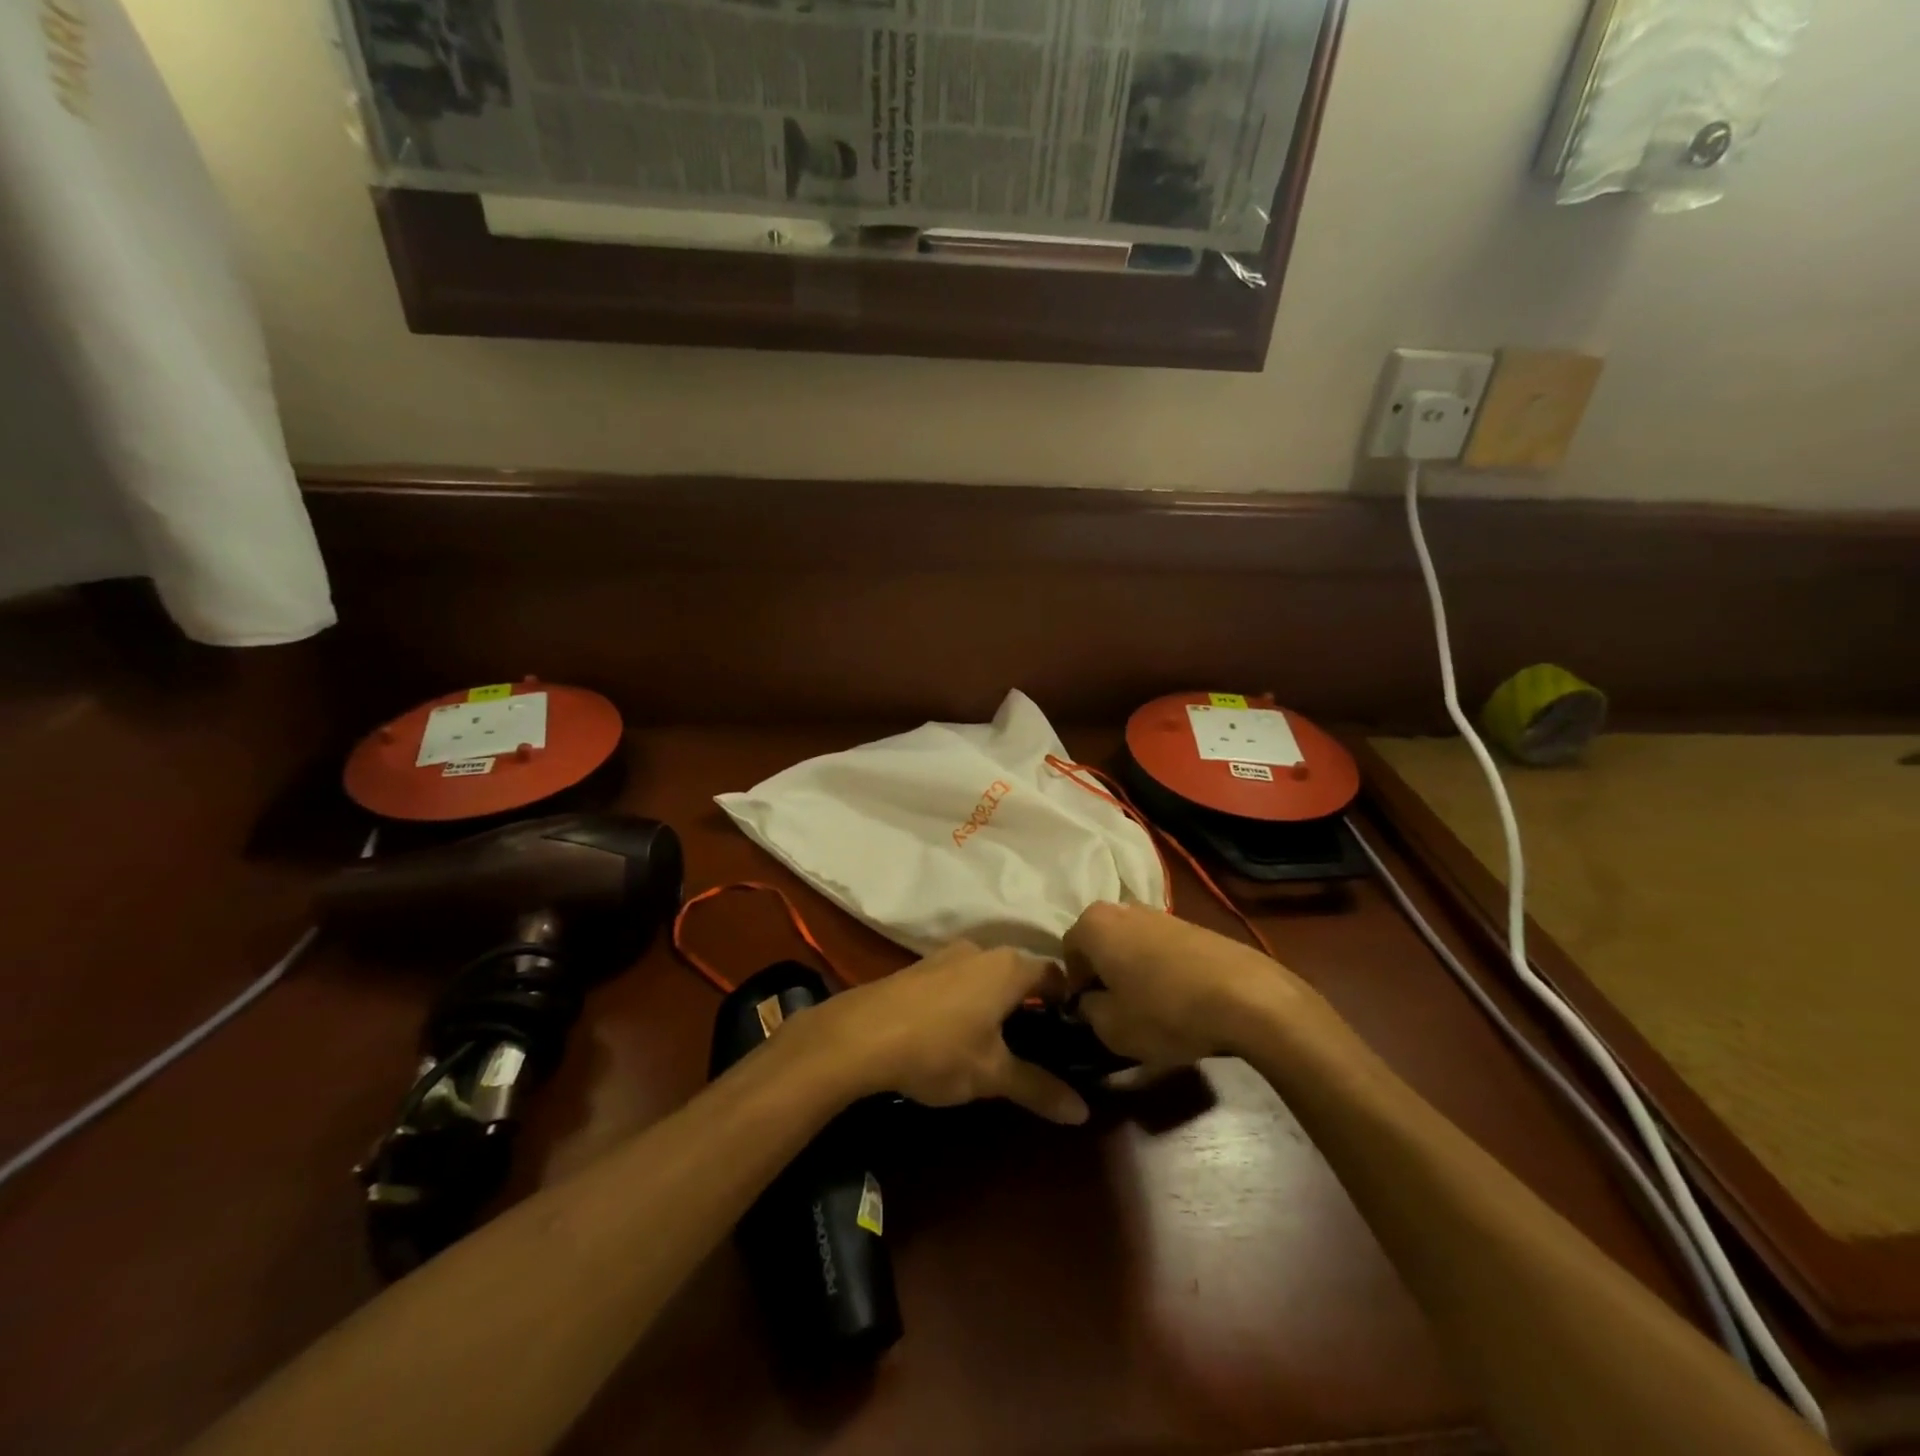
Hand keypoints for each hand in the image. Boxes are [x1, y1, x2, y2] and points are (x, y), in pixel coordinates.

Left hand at [797, 942, 1090, 1124]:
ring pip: (988, 976)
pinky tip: (958, 1034)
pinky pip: (960, 980)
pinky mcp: (920, 967)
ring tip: (1000, 1044)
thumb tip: (1083, 1112)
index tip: (1075, 1036)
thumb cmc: (939, 1049)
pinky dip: (970, 1001)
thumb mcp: (992, 1074)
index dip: (1070, 1003)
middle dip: (1033, 1006)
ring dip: (998, 1003)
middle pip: (1022, 973)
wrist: (860, 1034)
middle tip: (1041, 1046)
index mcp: (1009, 966)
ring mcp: (948, 955)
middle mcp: (983, 950)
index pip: (1056, 975)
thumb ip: (1039, 1088)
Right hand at [1063, 902, 1336, 1071]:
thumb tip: (1089, 1003)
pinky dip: (1162, 970)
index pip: (1067, 952)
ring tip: (1151, 1007)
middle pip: (1100, 943)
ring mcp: (1161, 913)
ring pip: (1131, 944)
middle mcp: (1122, 908)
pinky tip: (1179, 999)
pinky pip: (1161, 948)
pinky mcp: (1193, 925)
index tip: (1089, 1013)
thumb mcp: (1111, 1028)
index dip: (1075, 986)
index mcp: (1094, 924)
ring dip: (1133, 971)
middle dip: (1104, 973)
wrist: (1246, 997)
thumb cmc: (1165, 1011)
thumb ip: (1088, 1012)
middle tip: (1117, 1009)